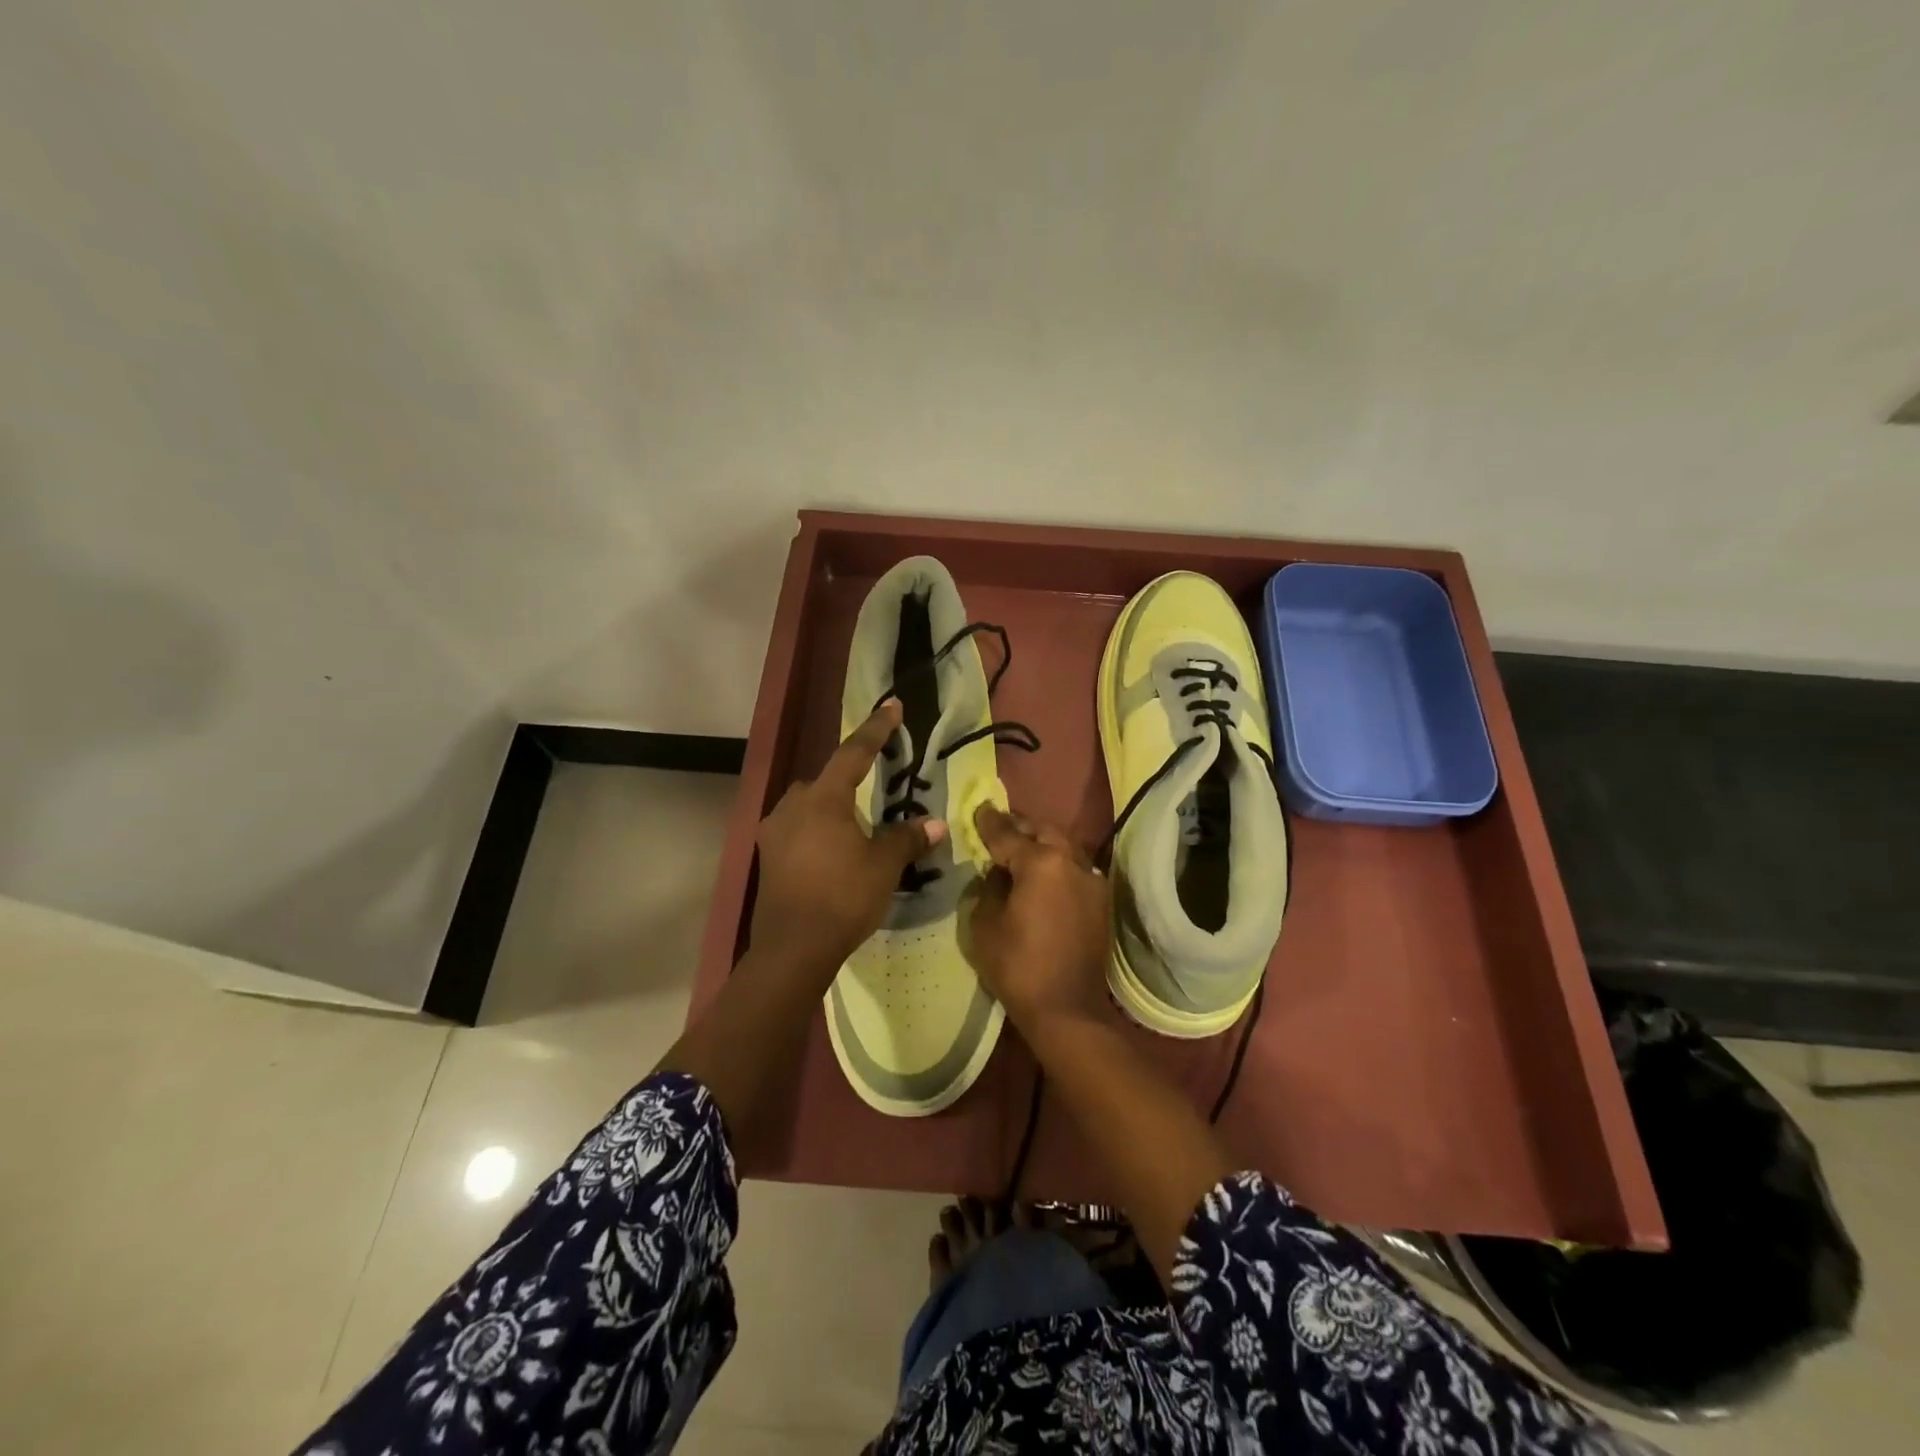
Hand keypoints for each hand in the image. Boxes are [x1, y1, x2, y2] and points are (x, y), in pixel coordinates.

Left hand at [750, 699, 945, 976]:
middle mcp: (793, 806)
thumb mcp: (883, 865)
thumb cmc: (842, 897)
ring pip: (808, 805)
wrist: (793, 948)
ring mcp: (775, 831)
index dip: (876, 729)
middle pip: (826, 780)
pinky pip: (797, 829)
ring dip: (831, 809)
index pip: (854, 753)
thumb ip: (907, 839)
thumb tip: (934, 824)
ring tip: (855, 830)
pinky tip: (832, 853)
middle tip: (874, 794)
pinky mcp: (768, 856)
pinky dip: (817, 831)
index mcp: (823, 799)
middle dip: (849, 780)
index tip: (892, 706)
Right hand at [968, 805, 1110, 1033]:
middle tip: (999, 827)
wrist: (1067, 1009)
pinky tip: (1043, 875)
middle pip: (1043, 831)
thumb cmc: (1018, 966)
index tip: (979, 808)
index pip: (1007, 834)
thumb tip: (998, 873)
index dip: (989, 822)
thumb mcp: (985, 923)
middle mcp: (1071, 861)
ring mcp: (1091, 880)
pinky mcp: (1100, 900)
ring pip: (1064, 846)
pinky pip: (1075, 868)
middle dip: (1020, 826)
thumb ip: (990, 888)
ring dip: (1042, 843)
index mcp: (1041, 862)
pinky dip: (1057, 864)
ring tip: (1020, 848)